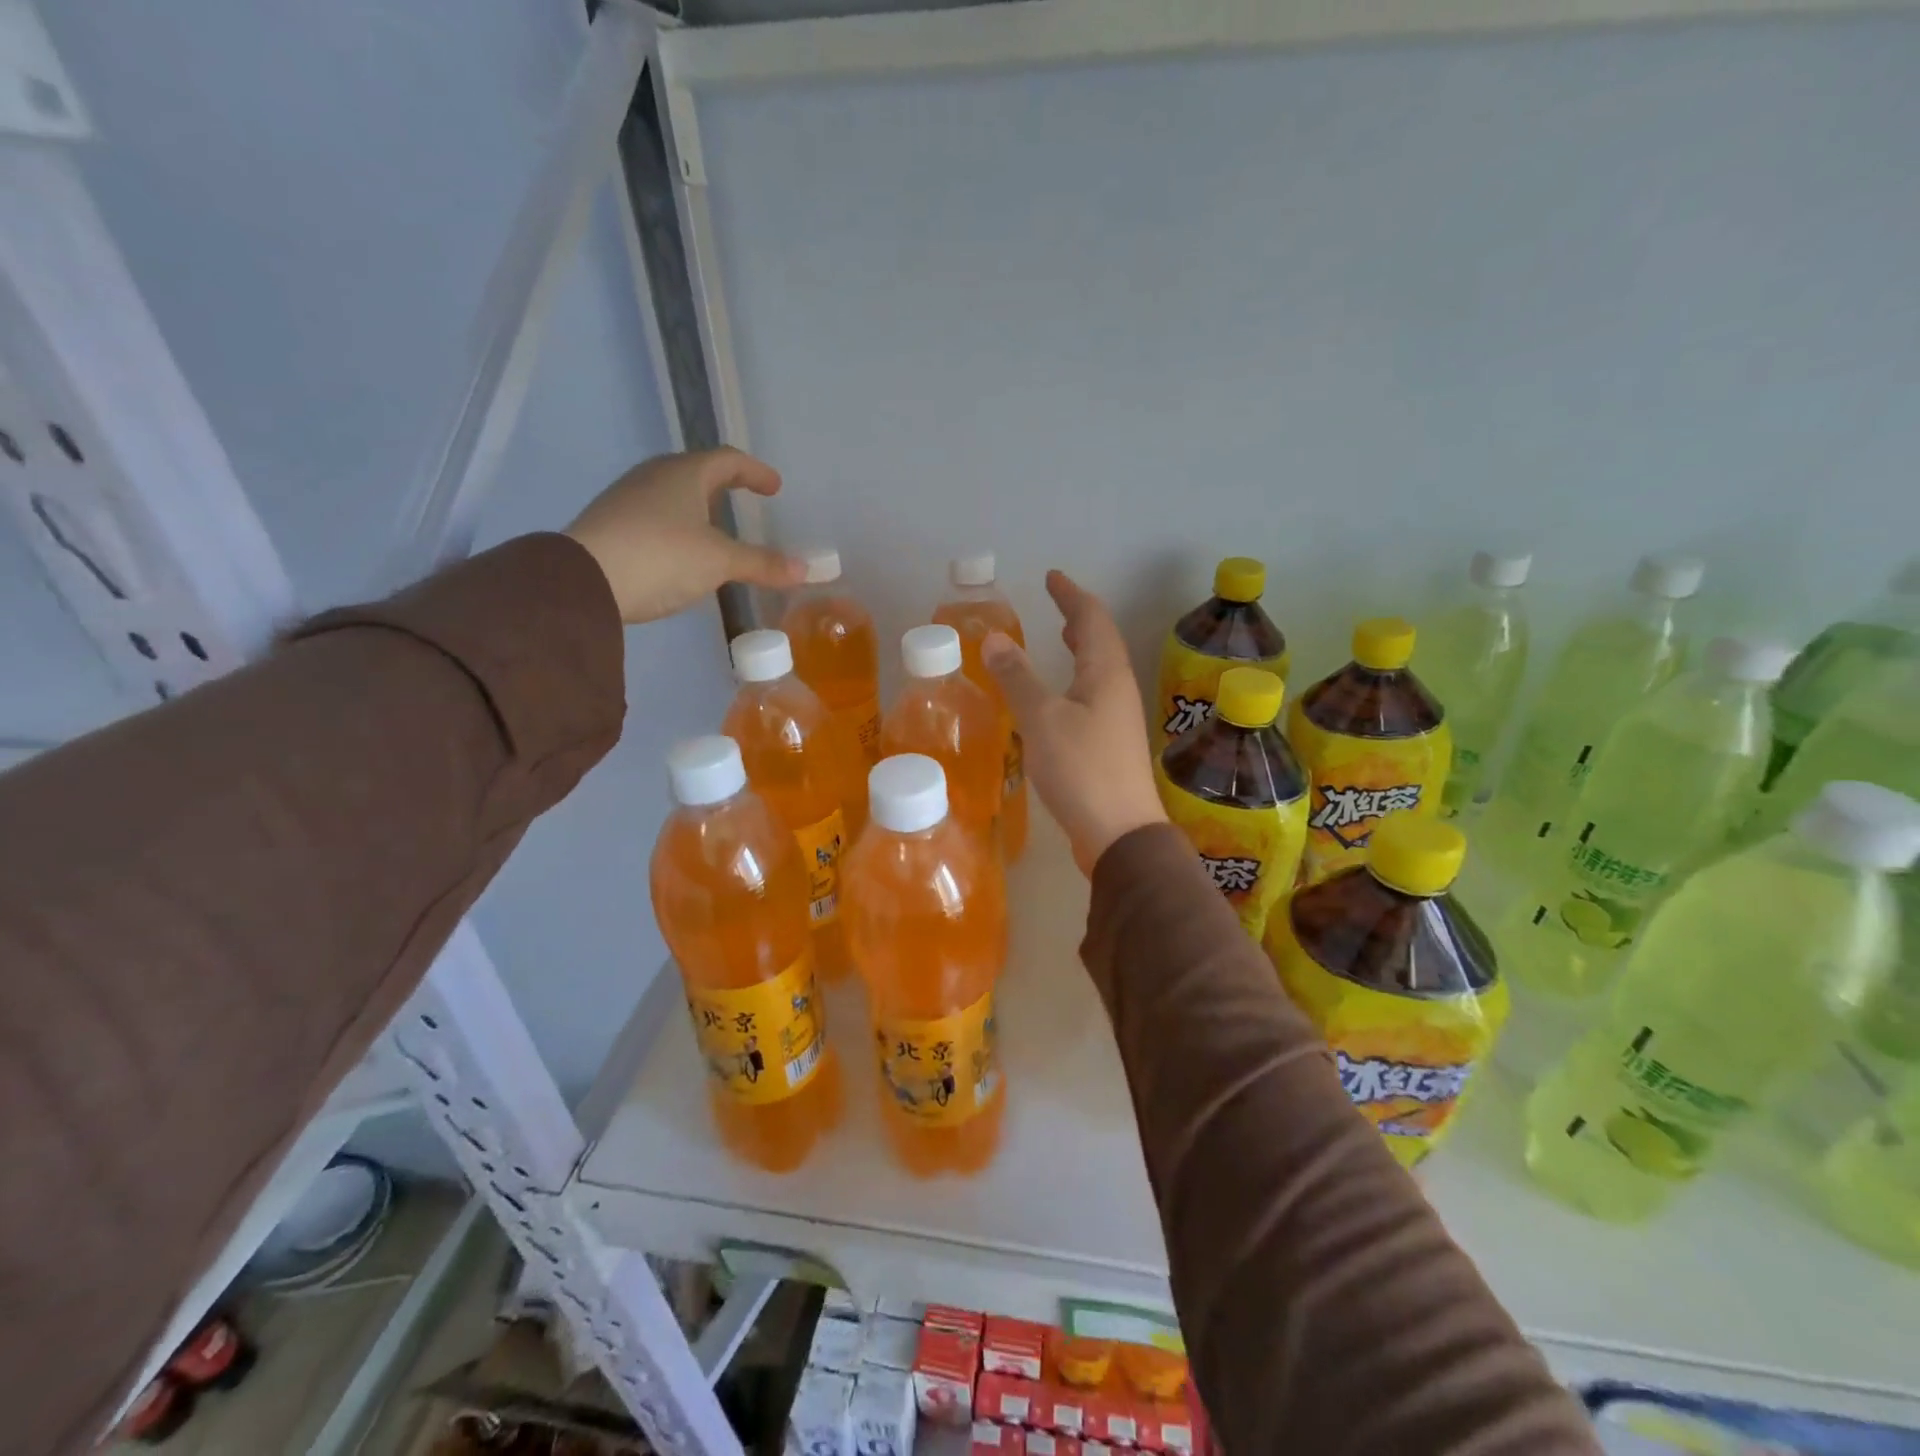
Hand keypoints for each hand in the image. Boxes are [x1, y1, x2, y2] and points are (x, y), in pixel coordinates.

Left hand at [564, 449, 803, 623]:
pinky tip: (682, 551)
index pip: (727, 460)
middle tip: (745, 500)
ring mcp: (627, 499)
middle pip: (697, 472)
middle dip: (724, 485)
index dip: (755, 472)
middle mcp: (653, 476)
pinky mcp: (611, 524)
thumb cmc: (662, 556)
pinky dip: (678, 526)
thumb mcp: (720, 561)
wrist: (583, 580)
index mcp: (683, 473)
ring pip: (673, 494)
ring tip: (716, 528)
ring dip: (699, 507)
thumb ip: (763, 563)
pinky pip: (655, 516)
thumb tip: (806, 570)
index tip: (774, 488)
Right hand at [983, 571, 1167, 876]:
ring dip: (1081, 649)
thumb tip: (995, 638)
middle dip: (1079, 618)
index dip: (1071, 595)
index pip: (1092, 618)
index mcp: (1106, 672)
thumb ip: (1018, 677)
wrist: (1119, 833)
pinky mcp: (1111, 745)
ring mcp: (1118, 718)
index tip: (1053, 577)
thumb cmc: (1081, 769)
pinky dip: (1077, 680)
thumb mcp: (1041, 718)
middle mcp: (1118, 689)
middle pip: (1102, 641)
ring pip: (1100, 670)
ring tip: (1062, 640)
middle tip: (1057, 604)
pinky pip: (1094, 695)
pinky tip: (1061, 697)